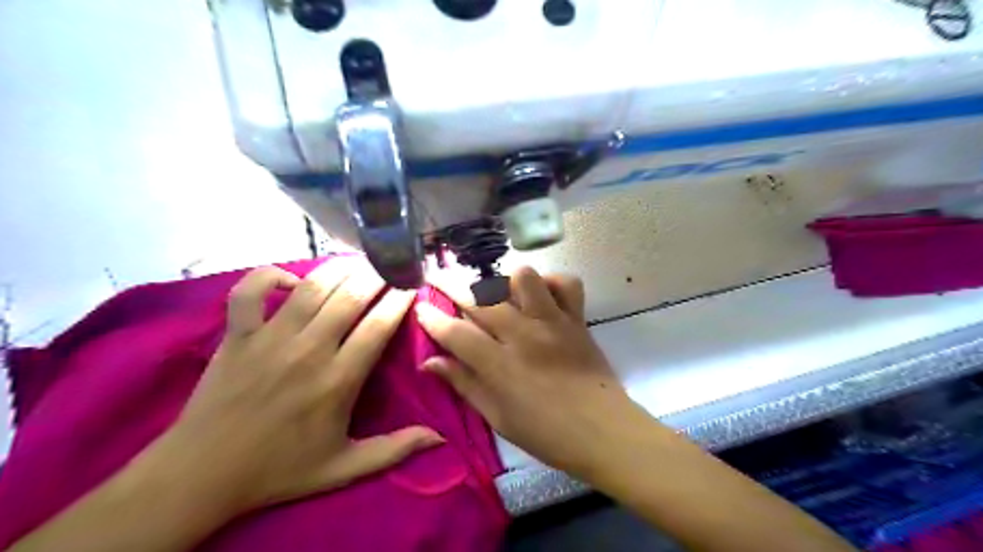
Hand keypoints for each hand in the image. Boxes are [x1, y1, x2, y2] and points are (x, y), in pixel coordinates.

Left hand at [160, 261, 442, 514]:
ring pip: (311, 287)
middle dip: (376, 275)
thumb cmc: (280, 469)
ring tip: (358, 261)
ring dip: (339, 268)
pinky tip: (292, 281)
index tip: (412, 285)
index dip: (400, 299)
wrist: (201, 475)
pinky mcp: (237, 335)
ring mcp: (269, 338)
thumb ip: (394, 450)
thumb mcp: (344, 468)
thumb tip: (439, 438)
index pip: (379, 326)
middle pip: (350, 297)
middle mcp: (308, 351)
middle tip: (390, 265)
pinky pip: (250, 291)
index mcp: (338, 380)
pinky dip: (270, 276)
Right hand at [414, 267, 646, 478]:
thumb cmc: (546, 433)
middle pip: (481, 298)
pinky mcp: (577, 319)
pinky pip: (566, 283)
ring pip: (524, 278)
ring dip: (504, 281)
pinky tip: (540, 296)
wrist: (603, 431)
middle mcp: (524, 335)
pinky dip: (551, 283)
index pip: (456, 333)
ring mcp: (553, 322)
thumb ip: (464, 384)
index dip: (432, 318)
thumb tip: (430, 362)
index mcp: (501, 366)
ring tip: (497, 292)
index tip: (421, 306)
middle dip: (452, 284)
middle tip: (440, 281)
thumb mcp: (497, 417)